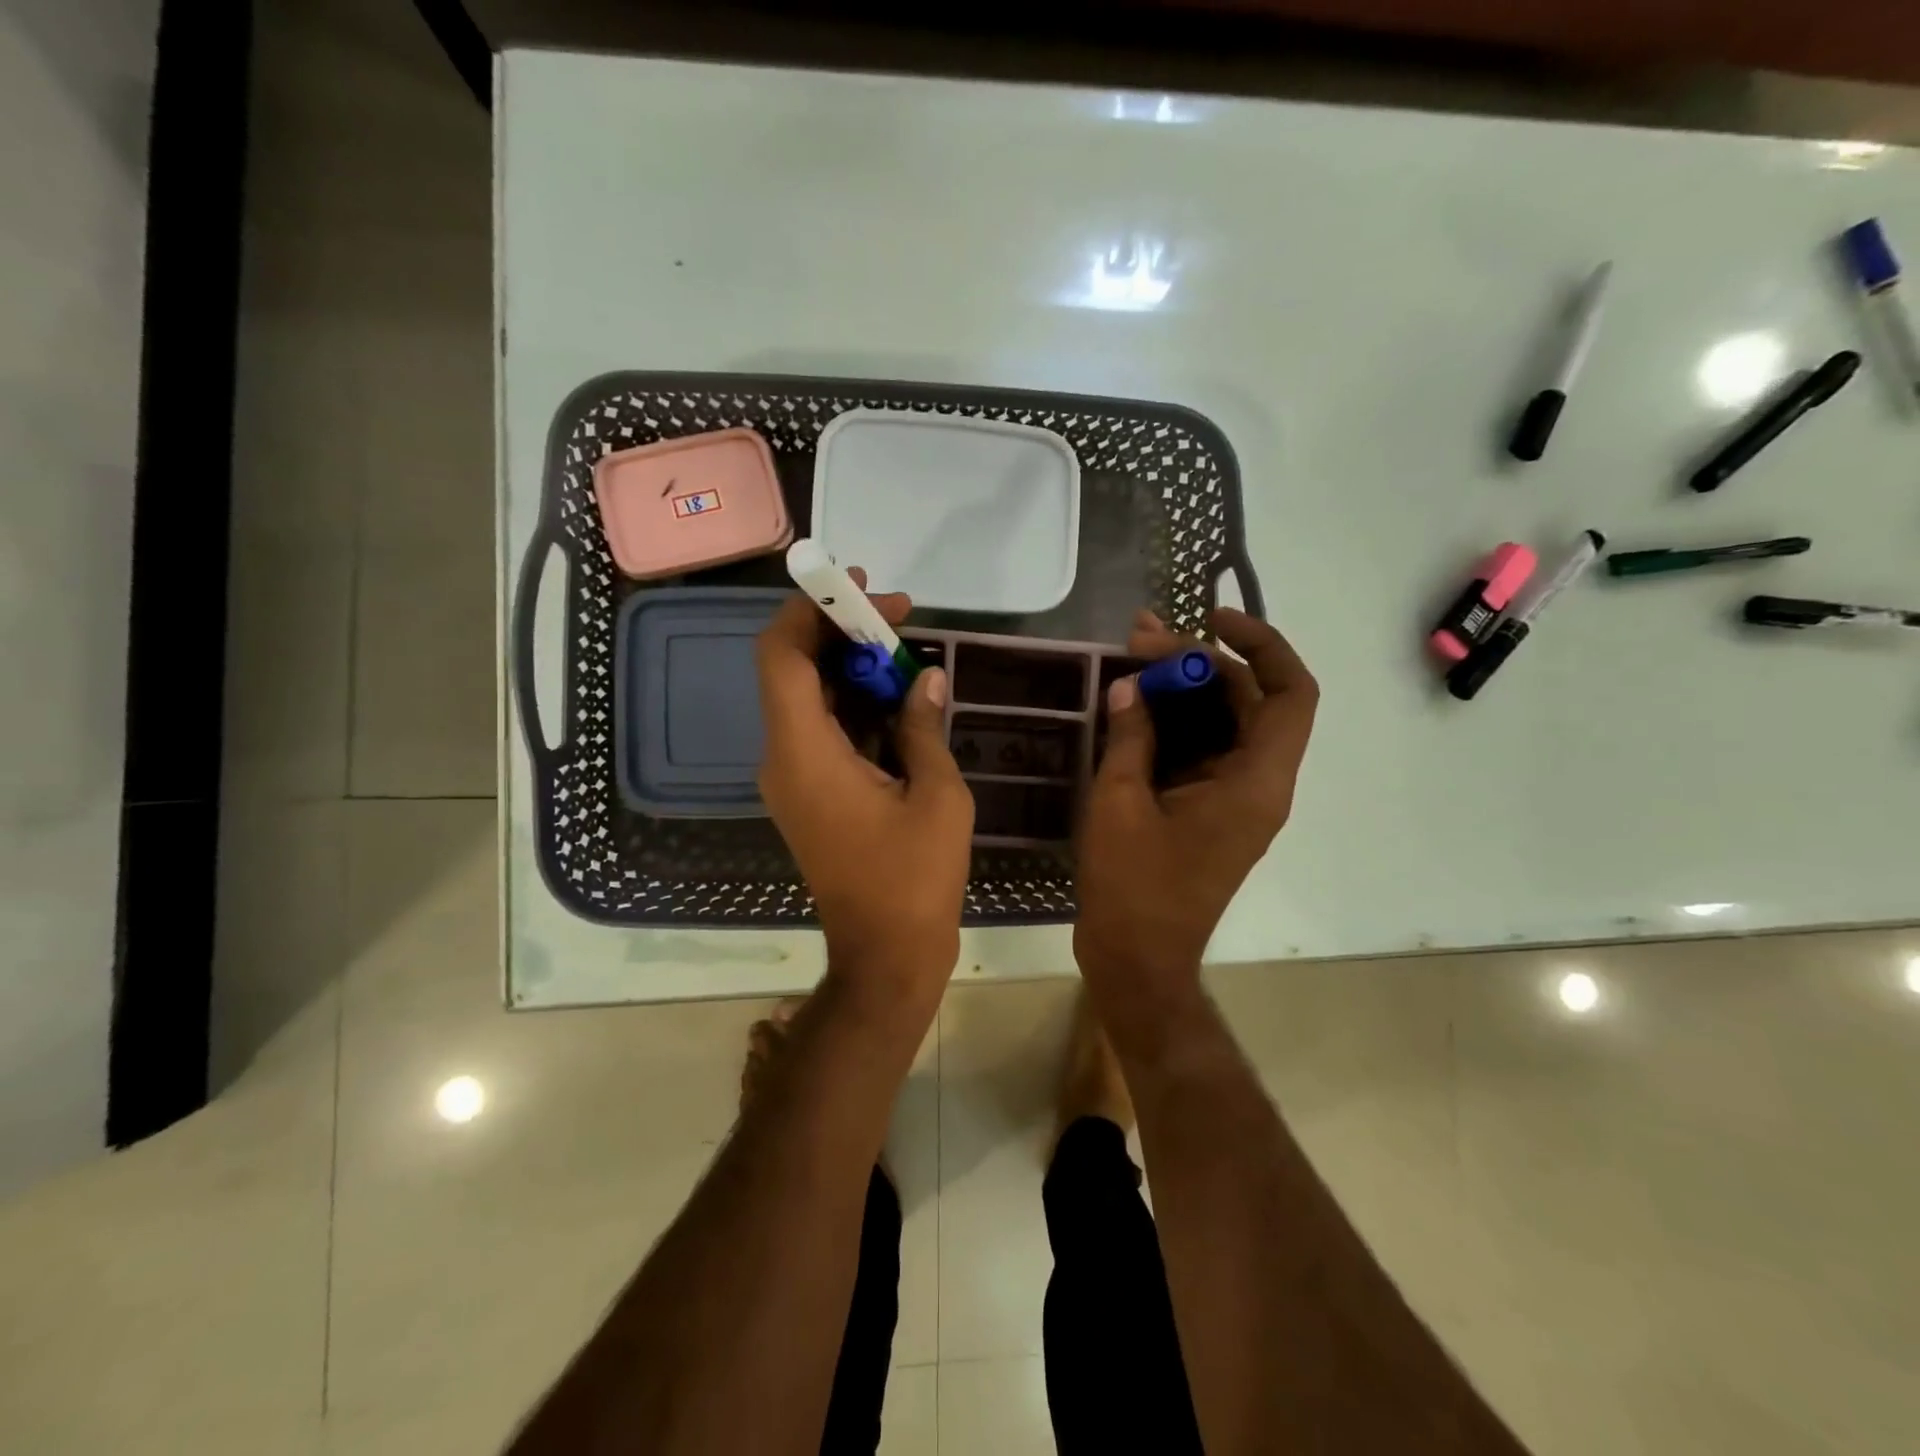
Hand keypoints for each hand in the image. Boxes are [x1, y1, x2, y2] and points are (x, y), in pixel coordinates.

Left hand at [755, 577, 973, 1013]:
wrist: (885, 955)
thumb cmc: (914, 878)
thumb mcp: (936, 794)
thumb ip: (923, 726)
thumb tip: (925, 679)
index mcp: (803, 752)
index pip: (782, 655)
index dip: (812, 609)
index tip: (861, 589)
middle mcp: (782, 759)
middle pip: (793, 670)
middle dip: (840, 634)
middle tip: (898, 618)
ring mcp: (791, 779)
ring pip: (808, 699)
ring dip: (850, 669)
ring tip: (906, 653)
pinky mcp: (808, 795)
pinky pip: (820, 731)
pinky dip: (852, 706)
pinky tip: (896, 699)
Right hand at [1074, 608, 1316, 1022]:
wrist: (1138, 961)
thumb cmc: (1134, 887)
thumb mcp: (1121, 803)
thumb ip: (1131, 737)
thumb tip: (1130, 686)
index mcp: (1255, 782)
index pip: (1290, 693)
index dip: (1261, 645)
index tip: (1210, 619)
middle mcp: (1258, 785)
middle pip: (1249, 701)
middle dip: (1200, 663)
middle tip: (1141, 640)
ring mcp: (1235, 801)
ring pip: (1224, 725)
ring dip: (1184, 690)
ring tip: (1132, 659)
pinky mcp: (1210, 812)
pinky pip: (1203, 752)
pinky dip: (1174, 724)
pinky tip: (1132, 706)